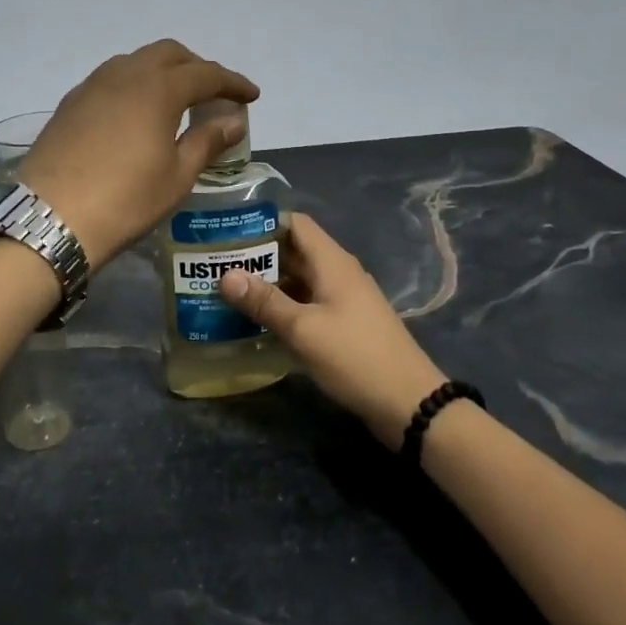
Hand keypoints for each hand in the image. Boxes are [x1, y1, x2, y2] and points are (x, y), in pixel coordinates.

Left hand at [18, 40, 258, 266]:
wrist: (50, 218)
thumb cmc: (125, 200)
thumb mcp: (177, 176)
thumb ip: (207, 141)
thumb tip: (233, 121)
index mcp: (158, 88)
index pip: (205, 73)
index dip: (232, 82)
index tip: (251, 96)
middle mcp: (125, 74)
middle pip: (169, 54)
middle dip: (197, 67)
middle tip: (213, 94)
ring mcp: (92, 85)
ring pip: (136, 61)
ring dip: (163, 72)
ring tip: (176, 101)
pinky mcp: (70, 102)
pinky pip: (112, 78)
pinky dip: (135, 84)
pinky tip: (137, 113)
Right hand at [218, 213, 448, 448]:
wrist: (409, 403)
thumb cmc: (355, 357)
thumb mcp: (303, 329)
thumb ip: (264, 301)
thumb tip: (225, 275)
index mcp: (332, 262)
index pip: (294, 223)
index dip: (262, 221)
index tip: (227, 229)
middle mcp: (337, 272)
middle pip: (293, 250)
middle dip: (257, 254)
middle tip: (216, 263)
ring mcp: (342, 299)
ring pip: (298, 279)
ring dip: (267, 283)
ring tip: (227, 290)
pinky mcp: (343, 324)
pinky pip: (306, 303)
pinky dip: (282, 305)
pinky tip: (256, 320)